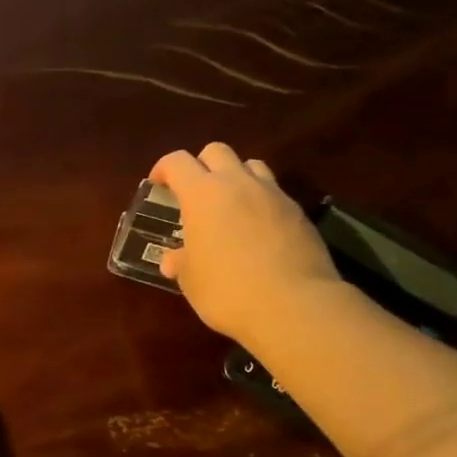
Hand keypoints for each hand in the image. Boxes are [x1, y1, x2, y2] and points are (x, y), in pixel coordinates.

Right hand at [150, 142, 340, 343]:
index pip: (177, 162)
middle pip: (216, 151)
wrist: (293, 305)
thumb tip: (172, 260)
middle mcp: (237, 183)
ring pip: (251, 166)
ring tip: (230, 205)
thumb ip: (181, 263)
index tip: (158, 185)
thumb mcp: (192, 282)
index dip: (164, 169)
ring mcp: (272, 194)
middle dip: (201, 165)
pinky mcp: (298, 212)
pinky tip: (259, 230)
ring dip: (236, 177)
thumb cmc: (228, 291)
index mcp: (202, 194)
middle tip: (195, 193)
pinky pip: (274, 193)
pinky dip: (261, 202)